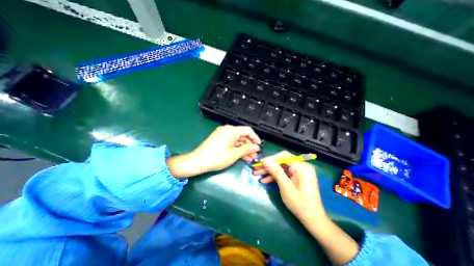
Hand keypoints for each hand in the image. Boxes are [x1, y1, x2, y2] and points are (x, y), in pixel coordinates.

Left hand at [169, 124, 259, 178]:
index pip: (247, 131)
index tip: (259, 147)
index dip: (255, 138)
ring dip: (244, 149)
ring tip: (250, 158)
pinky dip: (237, 149)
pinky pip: (231, 143)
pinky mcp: (219, 140)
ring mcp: (222, 135)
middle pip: (242, 136)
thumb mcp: (234, 154)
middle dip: (249, 146)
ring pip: (237, 140)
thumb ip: (247, 149)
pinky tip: (242, 157)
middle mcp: (227, 130)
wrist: (197, 161)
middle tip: (255, 155)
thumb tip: (256, 147)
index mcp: (231, 130)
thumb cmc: (217, 157)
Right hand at [256, 150, 326, 222]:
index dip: (271, 158)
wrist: (312, 219)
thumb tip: (265, 161)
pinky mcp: (296, 177)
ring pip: (281, 168)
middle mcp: (301, 166)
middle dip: (268, 166)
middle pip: (281, 162)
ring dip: (269, 171)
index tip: (260, 162)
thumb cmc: (300, 203)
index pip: (284, 156)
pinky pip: (284, 174)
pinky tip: (265, 180)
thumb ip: (275, 171)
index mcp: (301, 167)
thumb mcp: (285, 186)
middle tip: (256, 169)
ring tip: (257, 174)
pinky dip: (275, 177)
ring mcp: (298, 172)